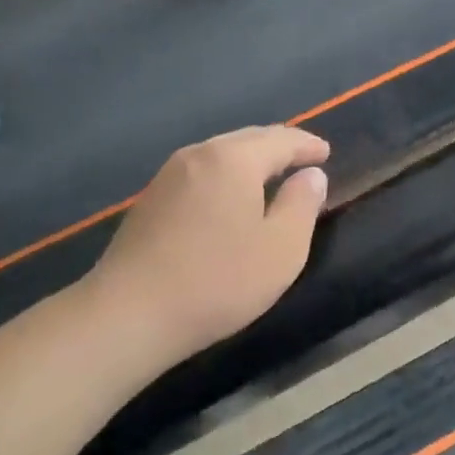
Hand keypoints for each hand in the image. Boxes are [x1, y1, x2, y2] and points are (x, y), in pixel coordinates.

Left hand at [84, 126, 330, 360]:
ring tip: (271, 176)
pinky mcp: (150, 201)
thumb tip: (311, 175)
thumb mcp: (282, 248)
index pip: (281, 139)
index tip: (326, 153)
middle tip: (303, 160)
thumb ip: (302, 204)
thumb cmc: (218, 280)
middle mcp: (198, 155)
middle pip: (248, 139)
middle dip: (279, 146)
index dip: (307, 145)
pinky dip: (226, 176)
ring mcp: (168, 176)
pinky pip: (201, 173)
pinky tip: (230, 198)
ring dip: (250, 160)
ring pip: (220, 155)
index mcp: (234, 159)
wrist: (128, 315)